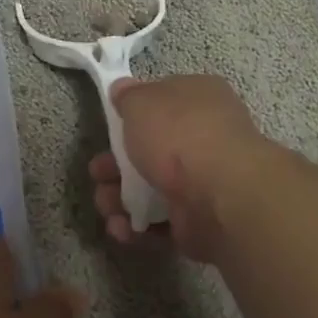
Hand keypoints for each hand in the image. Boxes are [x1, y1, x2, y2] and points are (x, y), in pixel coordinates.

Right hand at [88, 75, 272, 262]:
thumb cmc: (179, 135)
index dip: (133, 117)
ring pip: (151, 191)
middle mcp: (206, 140)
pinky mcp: (199, 222)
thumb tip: (122, 89)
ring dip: (120, 200)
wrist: (219, 194)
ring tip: (107, 206)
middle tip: (97, 174)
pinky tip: (122, 229)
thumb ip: (128, 97)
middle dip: (115, 167)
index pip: (163, 104)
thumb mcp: (142, 102)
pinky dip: (138, 228)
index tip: (109, 129)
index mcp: (200, 101)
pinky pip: (161, 224)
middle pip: (151, 153)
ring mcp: (204, 184)